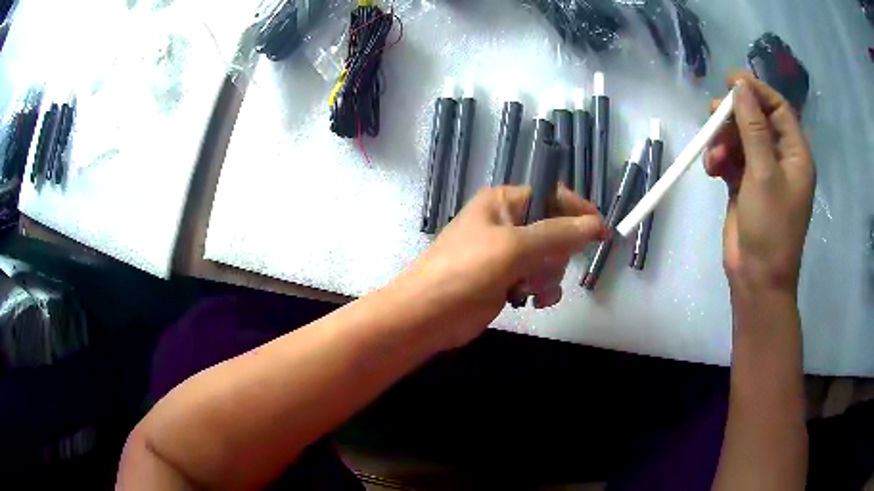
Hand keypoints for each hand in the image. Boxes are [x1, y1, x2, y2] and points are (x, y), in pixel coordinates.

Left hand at [391, 186, 605, 349]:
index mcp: (503, 201)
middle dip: (555, 254)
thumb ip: (557, 234)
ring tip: (527, 288)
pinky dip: (541, 290)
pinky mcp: (506, 279)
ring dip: (547, 276)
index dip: (578, 211)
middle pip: (556, 230)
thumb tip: (595, 224)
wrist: (427, 316)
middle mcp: (507, 222)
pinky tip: (530, 301)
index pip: (552, 195)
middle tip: (540, 268)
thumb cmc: (464, 272)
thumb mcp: (513, 248)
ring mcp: (507, 253)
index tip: (601, 232)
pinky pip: (540, 279)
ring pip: (551, 259)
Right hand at [705, 72, 814, 296]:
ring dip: (723, 140)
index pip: (778, 107)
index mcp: (795, 154)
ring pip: (740, 136)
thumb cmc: (770, 228)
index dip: (756, 90)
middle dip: (734, 116)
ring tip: (712, 156)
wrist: (756, 278)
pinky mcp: (745, 183)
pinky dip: (719, 158)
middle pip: (756, 119)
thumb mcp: (764, 173)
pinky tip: (711, 168)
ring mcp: (762, 171)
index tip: (730, 82)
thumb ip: (753, 127)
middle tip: (713, 116)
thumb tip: (741, 86)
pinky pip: (731, 157)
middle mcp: (781, 158)